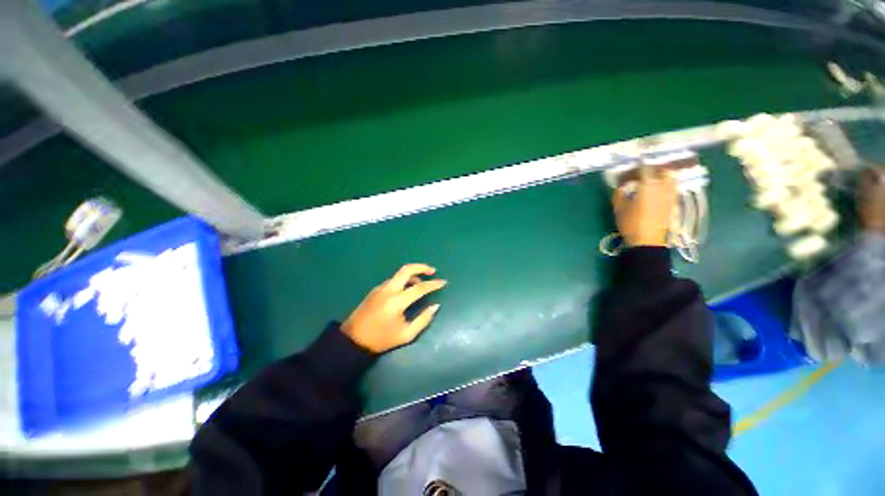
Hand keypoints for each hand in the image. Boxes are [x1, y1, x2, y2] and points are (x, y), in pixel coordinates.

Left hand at [342, 264, 446, 353]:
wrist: (353, 340)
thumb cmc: (381, 339)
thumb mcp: (406, 334)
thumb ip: (423, 319)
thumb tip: (435, 306)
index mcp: (396, 302)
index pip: (420, 288)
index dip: (433, 284)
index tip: (443, 282)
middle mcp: (388, 290)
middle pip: (406, 269)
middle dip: (421, 267)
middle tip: (432, 271)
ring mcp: (380, 288)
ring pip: (399, 274)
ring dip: (413, 275)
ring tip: (422, 283)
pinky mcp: (375, 290)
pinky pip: (393, 280)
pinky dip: (404, 281)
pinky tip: (407, 290)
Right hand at [613, 167, 676, 246]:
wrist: (647, 241)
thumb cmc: (631, 223)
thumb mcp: (619, 208)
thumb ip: (620, 193)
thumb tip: (622, 185)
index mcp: (648, 185)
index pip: (645, 169)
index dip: (640, 164)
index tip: (635, 162)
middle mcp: (663, 187)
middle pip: (664, 171)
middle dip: (656, 168)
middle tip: (648, 170)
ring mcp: (671, 196)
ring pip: (672, 180)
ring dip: (665, 176)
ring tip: (656, 178)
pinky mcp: (674, 205)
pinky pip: (673, 190)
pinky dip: (668, 186)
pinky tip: (661, 191)